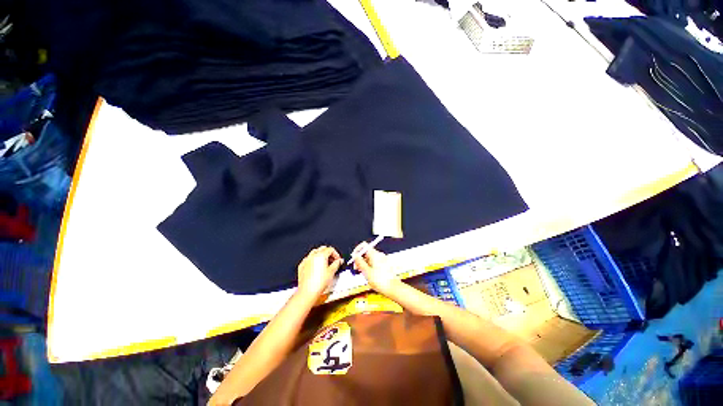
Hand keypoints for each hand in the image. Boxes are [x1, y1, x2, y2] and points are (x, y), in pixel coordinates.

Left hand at [297, 246, 341, 297]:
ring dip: (321, 255)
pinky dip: (313, 260)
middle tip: (333, 260)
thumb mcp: (332, 272)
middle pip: (322, 249)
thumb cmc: (319, 283)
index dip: (336, 254)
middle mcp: (312, 256)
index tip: (338, 259)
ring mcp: (306, 260)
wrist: (307, 292)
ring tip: (325, 263)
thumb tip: (339, 261)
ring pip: (315, 252)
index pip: (330, 249)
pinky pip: (308, 259)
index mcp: (321, 255)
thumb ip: (337, 264)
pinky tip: (316, 267)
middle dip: (328, 253)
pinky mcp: (301, 266)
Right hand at [353, 243, 398, 294]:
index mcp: (375, 254)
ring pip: (370, 258)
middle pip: (366, 252)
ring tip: (362, 273)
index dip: (357, 250)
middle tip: (356, 268)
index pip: (364, 245)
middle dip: (360, 259)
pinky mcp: (384, 265)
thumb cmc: (380, 281)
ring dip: (364, 264)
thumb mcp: (366, 272)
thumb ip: (359, 262)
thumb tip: (354, 255)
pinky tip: (369, 275)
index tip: (353, 258)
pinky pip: (374, 262)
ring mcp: (382, 260)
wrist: (393, 288)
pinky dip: (369, 266)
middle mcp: (379, 255)